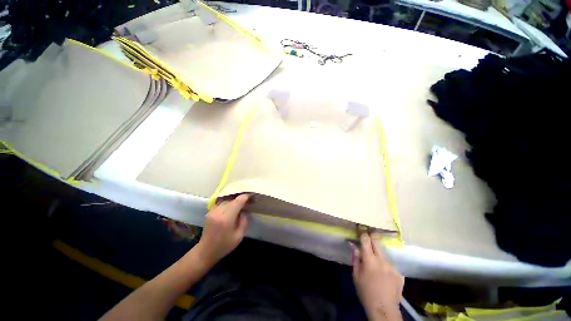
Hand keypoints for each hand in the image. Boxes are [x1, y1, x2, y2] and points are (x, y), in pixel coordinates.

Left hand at [195, 194, 249, 267]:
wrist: (205, 252)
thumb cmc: (224, 246)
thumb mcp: (239, 236)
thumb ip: (244, 221)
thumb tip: (244, 211)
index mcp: (226, 218)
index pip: (238, 201)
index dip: (245, 197)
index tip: (251, 196)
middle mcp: (219, 212)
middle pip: (232, 200)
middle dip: (240, 199)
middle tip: (247, 202)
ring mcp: (212, 211)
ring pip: (226, 200)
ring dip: (233, 201)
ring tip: (239, 205)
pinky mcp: (209, 212)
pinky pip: (221, 203)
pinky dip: (227, 203)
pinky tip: (230, 208)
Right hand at [351, 233, 403, 320]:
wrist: (384, 309)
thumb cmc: (365, 292)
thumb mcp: (356, 275)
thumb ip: (355, 258)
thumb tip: (352, 244)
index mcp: (370, 260)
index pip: (366, 241)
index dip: (363, 234)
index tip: (361, 230)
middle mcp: (382, 260)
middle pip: (377, 243)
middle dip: (372, 237)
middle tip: (368, 235)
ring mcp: (392, 267)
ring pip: (384, 255)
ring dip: (378, 255)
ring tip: (376, 265)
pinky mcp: (400, 274)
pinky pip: (390, 265)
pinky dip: (386, 267)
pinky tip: (384, 276)